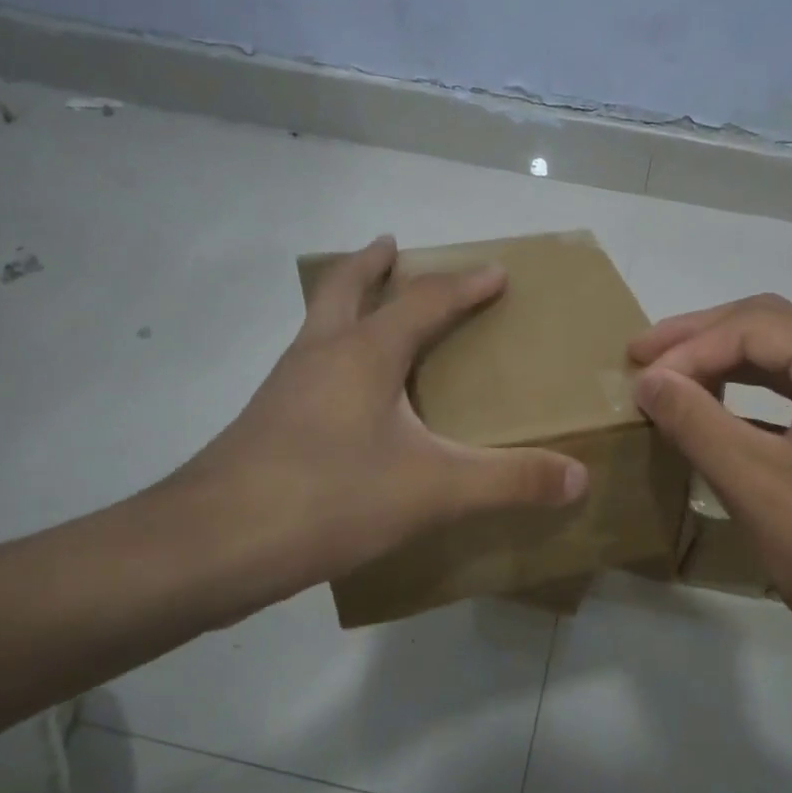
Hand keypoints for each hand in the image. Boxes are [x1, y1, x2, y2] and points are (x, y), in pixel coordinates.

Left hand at [142, 236, 586, 623]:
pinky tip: (343, 398)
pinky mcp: (265, 424)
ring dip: (345, 306)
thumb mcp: (433, 490)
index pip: (424, 302)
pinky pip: (307, 369)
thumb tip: (579, 476)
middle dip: (371, 265)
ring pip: (317, 327)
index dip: (464, 285)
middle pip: (343, 289)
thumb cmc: (330, 498)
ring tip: (369, 314)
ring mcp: (284, 388)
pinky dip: (330, 357)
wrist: (212, 545)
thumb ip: (509, 481)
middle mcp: (320, 356)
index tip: (494, 272)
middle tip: (390, 248)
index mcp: (364, 354)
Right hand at [629, 295, 791, 699]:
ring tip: (669, 376)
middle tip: (640, 356)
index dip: (687, 348)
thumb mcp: (760, 490)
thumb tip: (647, 380)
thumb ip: (696, 424)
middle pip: (773, 329)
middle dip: (702, 341)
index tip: (636, 379)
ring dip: (726, 364)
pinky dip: (756, 395)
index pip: (754, 327)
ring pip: (789, 358)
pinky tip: (717, 409)